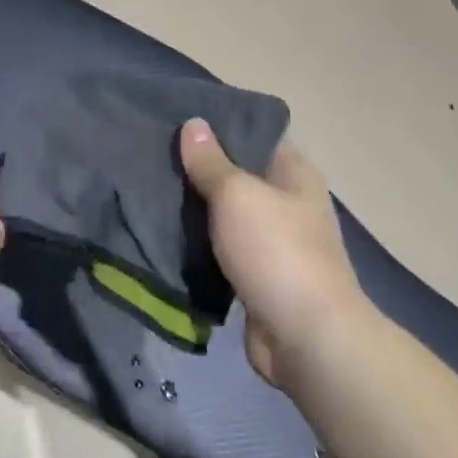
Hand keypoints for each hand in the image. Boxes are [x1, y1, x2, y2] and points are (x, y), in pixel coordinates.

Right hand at [180, 119, 373, 390]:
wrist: (306, 339)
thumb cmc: (276, 251)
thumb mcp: (237, 195)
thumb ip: (211, 161)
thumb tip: (194, 123)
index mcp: (294, 174)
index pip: (254, 134)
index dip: (218, 125)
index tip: (177, 117)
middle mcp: (288, 203)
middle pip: (237, 174)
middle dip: (199, 167)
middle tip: (154, 151)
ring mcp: (274, 242)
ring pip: (226, 214)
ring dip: (196, 208)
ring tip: (150, 186)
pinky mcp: (257, 276)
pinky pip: (222, 249)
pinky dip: (199, 244)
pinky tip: (164, 231)